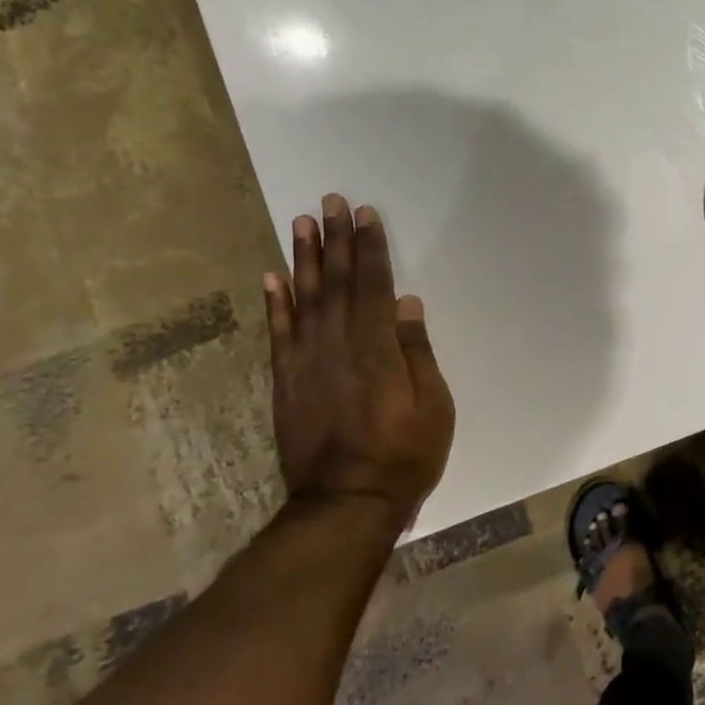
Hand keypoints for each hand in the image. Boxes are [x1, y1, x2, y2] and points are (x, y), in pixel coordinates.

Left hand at [265, 194, 455, 534]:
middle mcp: (336, 346)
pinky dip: (274, 303)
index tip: (366, 215)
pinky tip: (272, 276)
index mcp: (376, 349)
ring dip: (303, 258)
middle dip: (335, 239)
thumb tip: (405, 303)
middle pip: (335, 283)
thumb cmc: (404, 455)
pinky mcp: (286, 382)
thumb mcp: (433, 406)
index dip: (369, 248)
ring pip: (304, 299)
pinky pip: (278, 334)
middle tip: (330, 201)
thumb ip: (416, 351)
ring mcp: (306, 363)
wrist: (346, 504)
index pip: (372, 286)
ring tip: (301, 222)